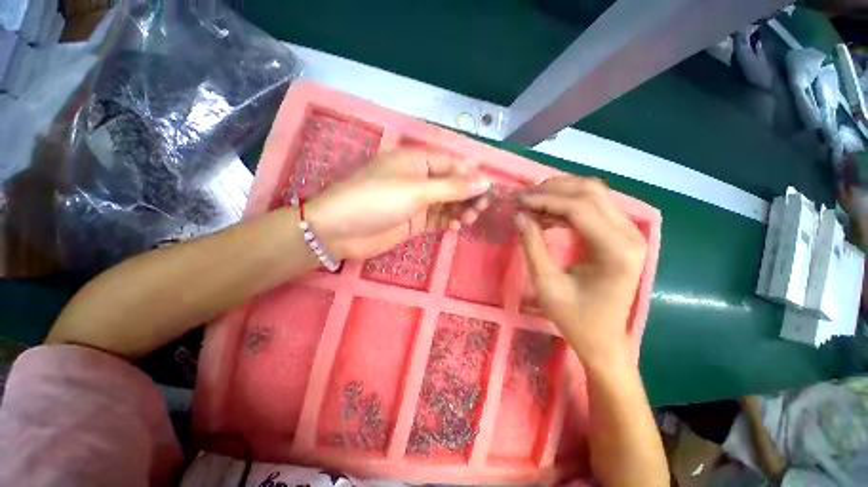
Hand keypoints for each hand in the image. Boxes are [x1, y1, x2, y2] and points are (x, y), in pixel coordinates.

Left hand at [306, 150, 490, 259]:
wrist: (341, 231)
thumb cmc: (377, 200)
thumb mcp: (417, 190)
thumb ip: (452, 187)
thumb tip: (485, 181)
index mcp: (416, 160)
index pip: (452, 162)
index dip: (472, 173)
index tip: (491, 186)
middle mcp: (418, 178)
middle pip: (452, 182)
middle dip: (469, 193)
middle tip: (484, 206)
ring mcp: (417, 201)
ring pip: (447, 202)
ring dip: (461, 208)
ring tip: (471, 218)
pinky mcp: (414, 220)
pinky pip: (438, 218)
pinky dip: (449, 221)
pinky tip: (456, 226)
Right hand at [514, 177, 645, 365]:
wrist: (604, 339)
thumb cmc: (576, 318)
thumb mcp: (547, 284)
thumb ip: (532, 246)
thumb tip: (519, 215)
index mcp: (616, 251)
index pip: (579, 208)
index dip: (545, 200)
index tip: (518, 200)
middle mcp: (630, 234)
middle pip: (591, 192)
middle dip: (553, 189)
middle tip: (524, 197)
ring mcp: (629, 232)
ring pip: (594, 193)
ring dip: (560, 193)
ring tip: (532, 202)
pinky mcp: (621, 234)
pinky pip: (594, 206)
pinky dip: (568, 204)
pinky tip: (547, 213)